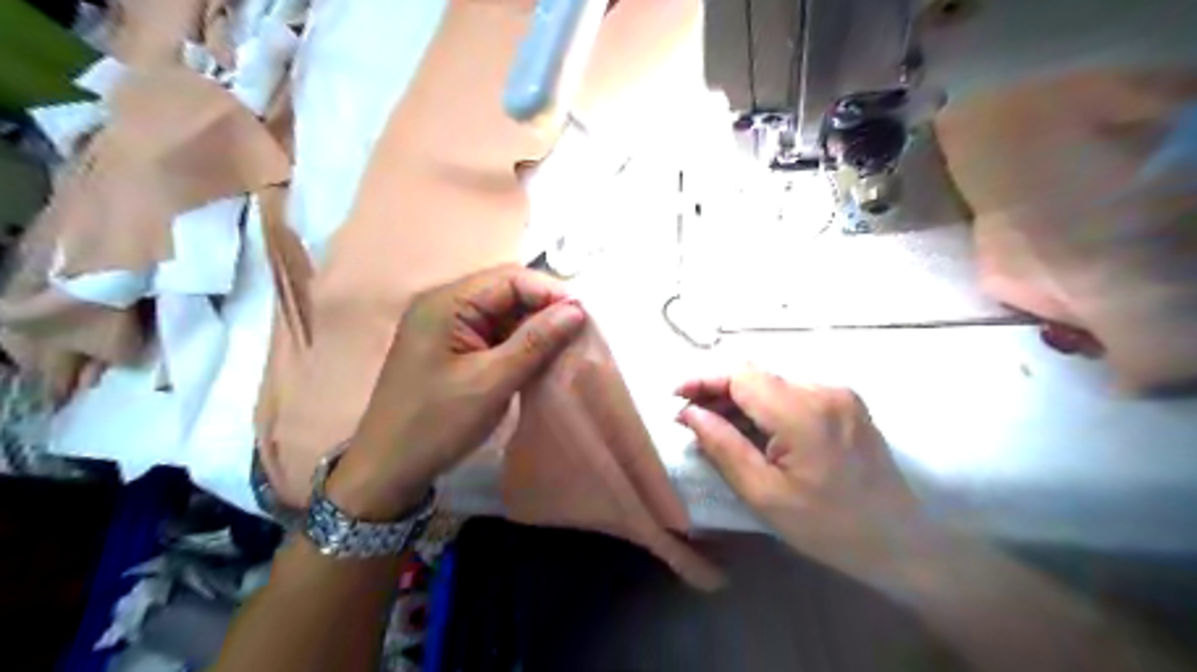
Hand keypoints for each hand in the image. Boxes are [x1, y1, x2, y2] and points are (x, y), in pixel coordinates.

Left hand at [325, 265, 586, 516]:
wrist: (389, 468)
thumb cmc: (437, 423)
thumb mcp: (492, 381)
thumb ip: (535, 341)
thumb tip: (577, 310)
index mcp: (446, 303)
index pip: (509, 278)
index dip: (548, 291)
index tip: (583, 316)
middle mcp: (444, 304)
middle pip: (505, 290)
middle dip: (543, 307)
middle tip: (577, 332)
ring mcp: (445, 325)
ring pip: (502, 311)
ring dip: (533, 325)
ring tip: (563, 344)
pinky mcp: (451, 345)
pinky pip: (492, 331)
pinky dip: (517, 340)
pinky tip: (537, 355)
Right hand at [678, 369, 919, 568]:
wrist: (901, 541)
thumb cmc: (829, 527)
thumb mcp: (764, 495)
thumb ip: (723, 447)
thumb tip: (690, 413)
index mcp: (803, 413)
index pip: (741, 375)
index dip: (704, 381)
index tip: (676, 397)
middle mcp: (824, 390)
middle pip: (756, 376)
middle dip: (718, 392)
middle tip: (690, 419)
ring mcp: (839, 394)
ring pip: (773, 383)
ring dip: (741, 400)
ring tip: (716, 426)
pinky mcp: (846, 402)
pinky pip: (793, 393)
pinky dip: (766, 406)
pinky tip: (753, 430)